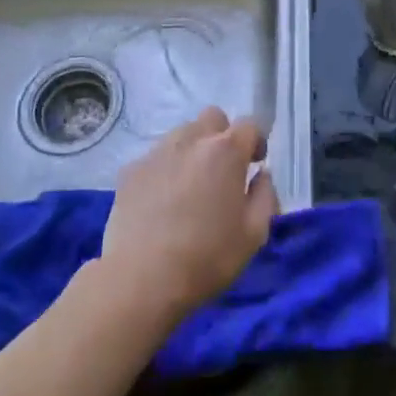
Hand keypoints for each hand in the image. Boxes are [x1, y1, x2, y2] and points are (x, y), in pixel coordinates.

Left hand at [101, 107, 278, 322]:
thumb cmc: (206, 258)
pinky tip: (161, 201)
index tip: (255, 164)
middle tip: (223, 170)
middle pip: (213, 117)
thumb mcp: (254, 235)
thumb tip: (261, 175)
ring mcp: (157, 152)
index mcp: (225, 151)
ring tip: (190, 187)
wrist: (140, 278)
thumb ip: (265, 196)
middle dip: (222, 136)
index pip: (249, 124)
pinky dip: (165, 169)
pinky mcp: (130, 169)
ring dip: (193, 150)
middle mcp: (191, 140)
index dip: (256, 140)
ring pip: (182, 134)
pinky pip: (156, 157)